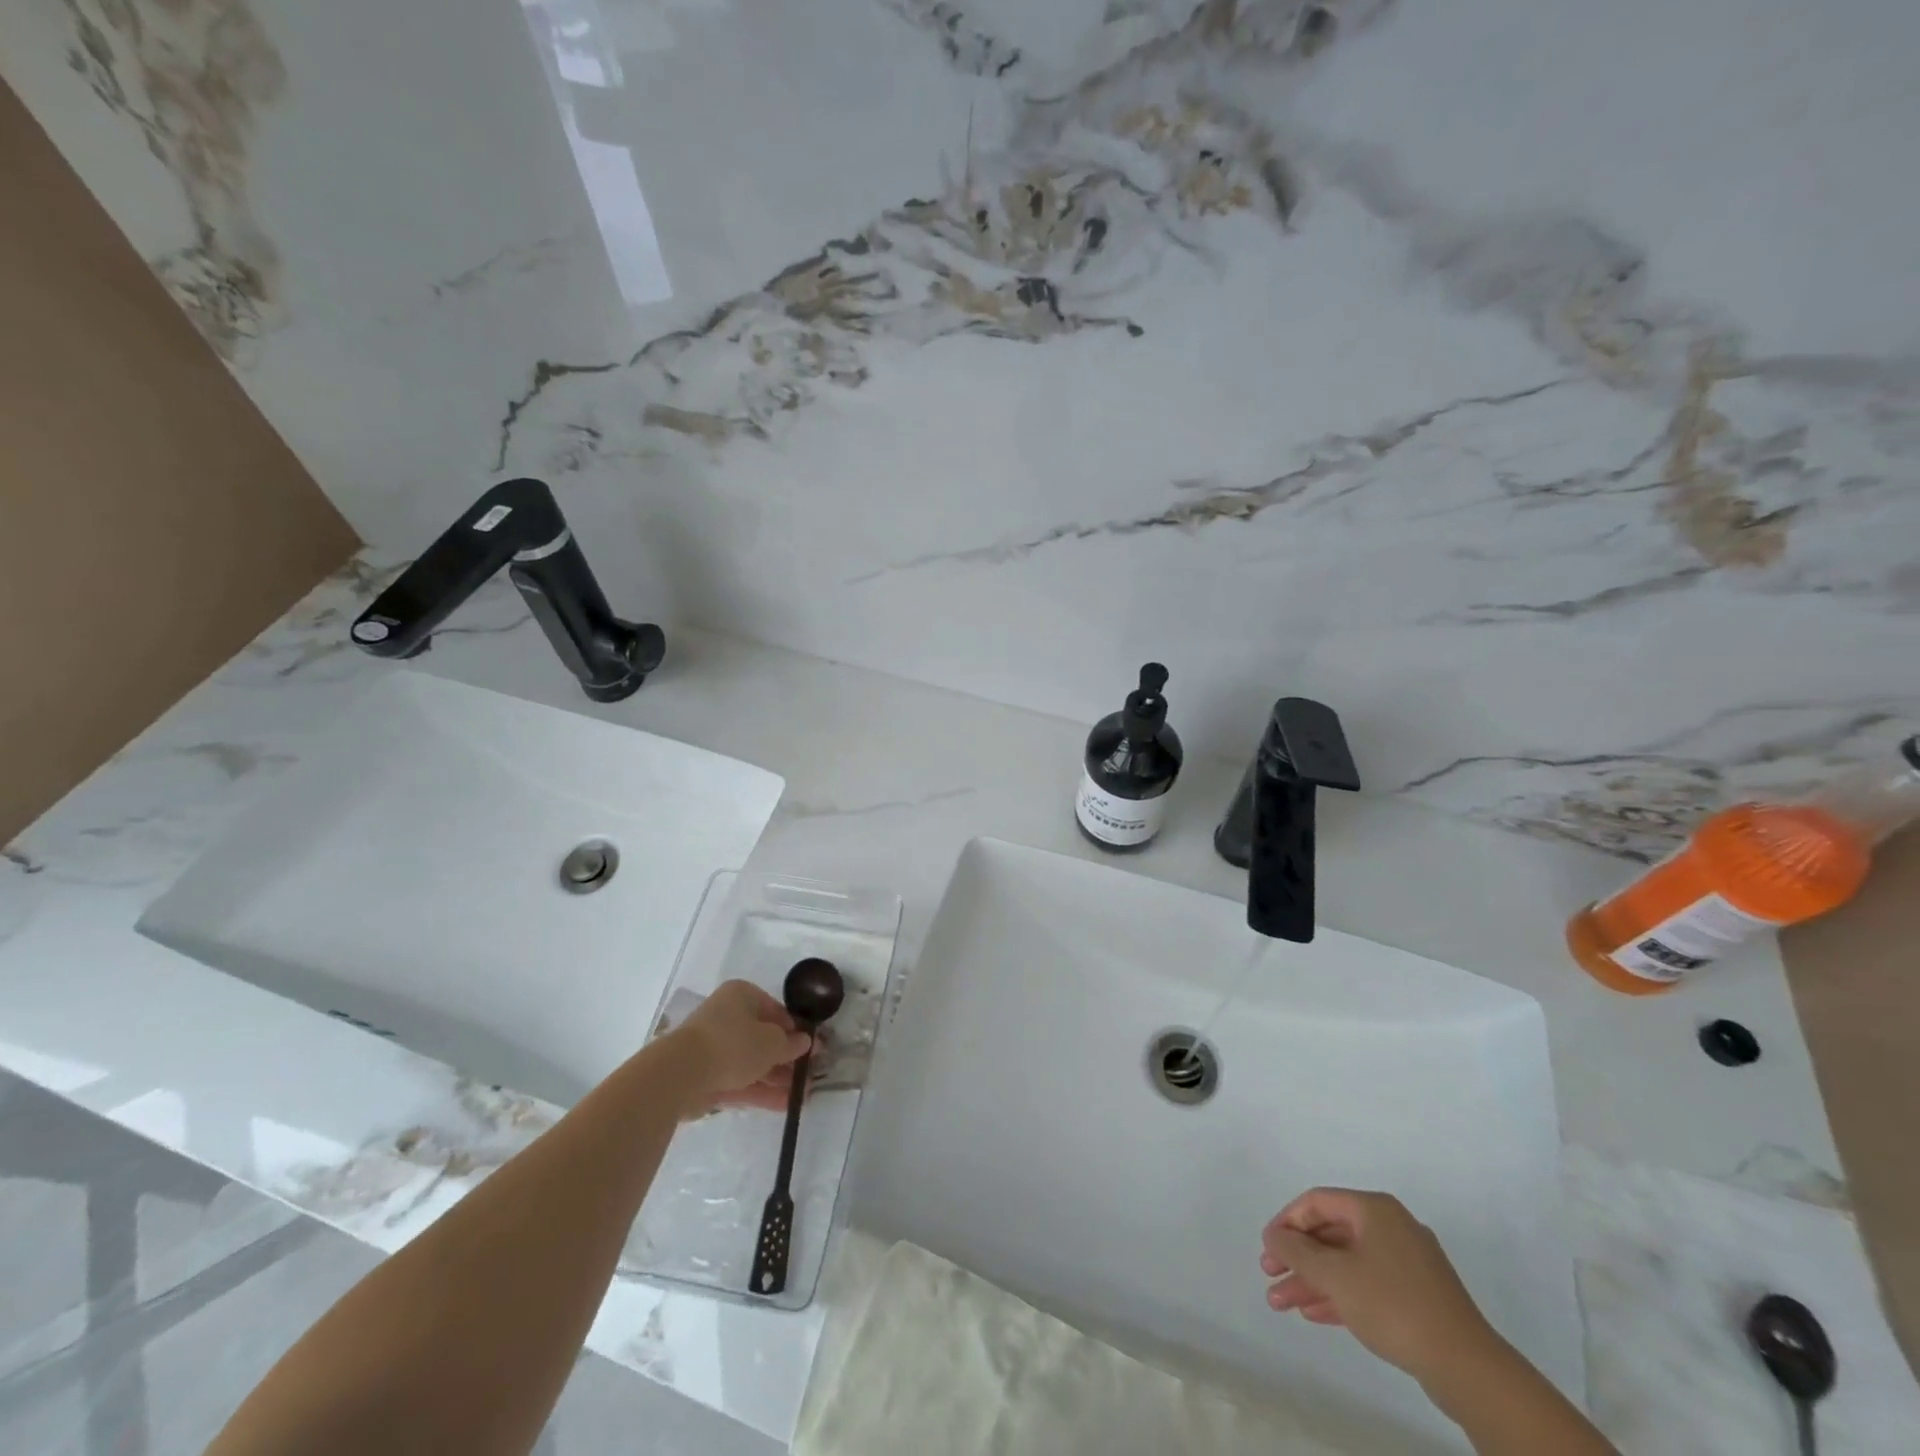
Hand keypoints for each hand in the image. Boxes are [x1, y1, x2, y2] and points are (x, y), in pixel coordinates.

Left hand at [668, 980, 812, 1116]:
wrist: (681, 1074)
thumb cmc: (733, 1043)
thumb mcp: (772, 1042)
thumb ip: (791, 1044)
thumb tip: (805, 1042)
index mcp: (742, 996)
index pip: (775, 1011)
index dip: (796, 1030)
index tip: (813, 1048)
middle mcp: (727, 1017)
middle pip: (764, 1038)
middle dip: (788, 1058)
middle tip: (810, 1074)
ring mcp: (715, 1048)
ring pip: (753, 1062)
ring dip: (778, 1078)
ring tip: (803, 1095)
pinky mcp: (707, 1076)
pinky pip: (740, 1081)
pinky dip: (761, 1091)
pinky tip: (785, 1105)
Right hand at [1260, 1188, 1499, 1386]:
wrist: (1467, 1367)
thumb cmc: (1393, 1305)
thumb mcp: (1335, 1276)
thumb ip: (1297, 1252)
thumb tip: (1273, 1236)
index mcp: (1374, 1209)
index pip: (1317, 1202)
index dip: (1286, 1222)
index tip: (1267, 1249)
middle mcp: (1391, 1227)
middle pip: (1330, 1235)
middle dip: (1297, 1259)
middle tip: (1269, 1277)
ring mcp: (1408, 1263)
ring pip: (1347, 1264)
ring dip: (1312, 1281)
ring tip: (1281, 1303)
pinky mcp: (1418, 1297)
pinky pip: (1367, 1285)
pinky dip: (1339, 1295)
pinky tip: (1314, 1313)